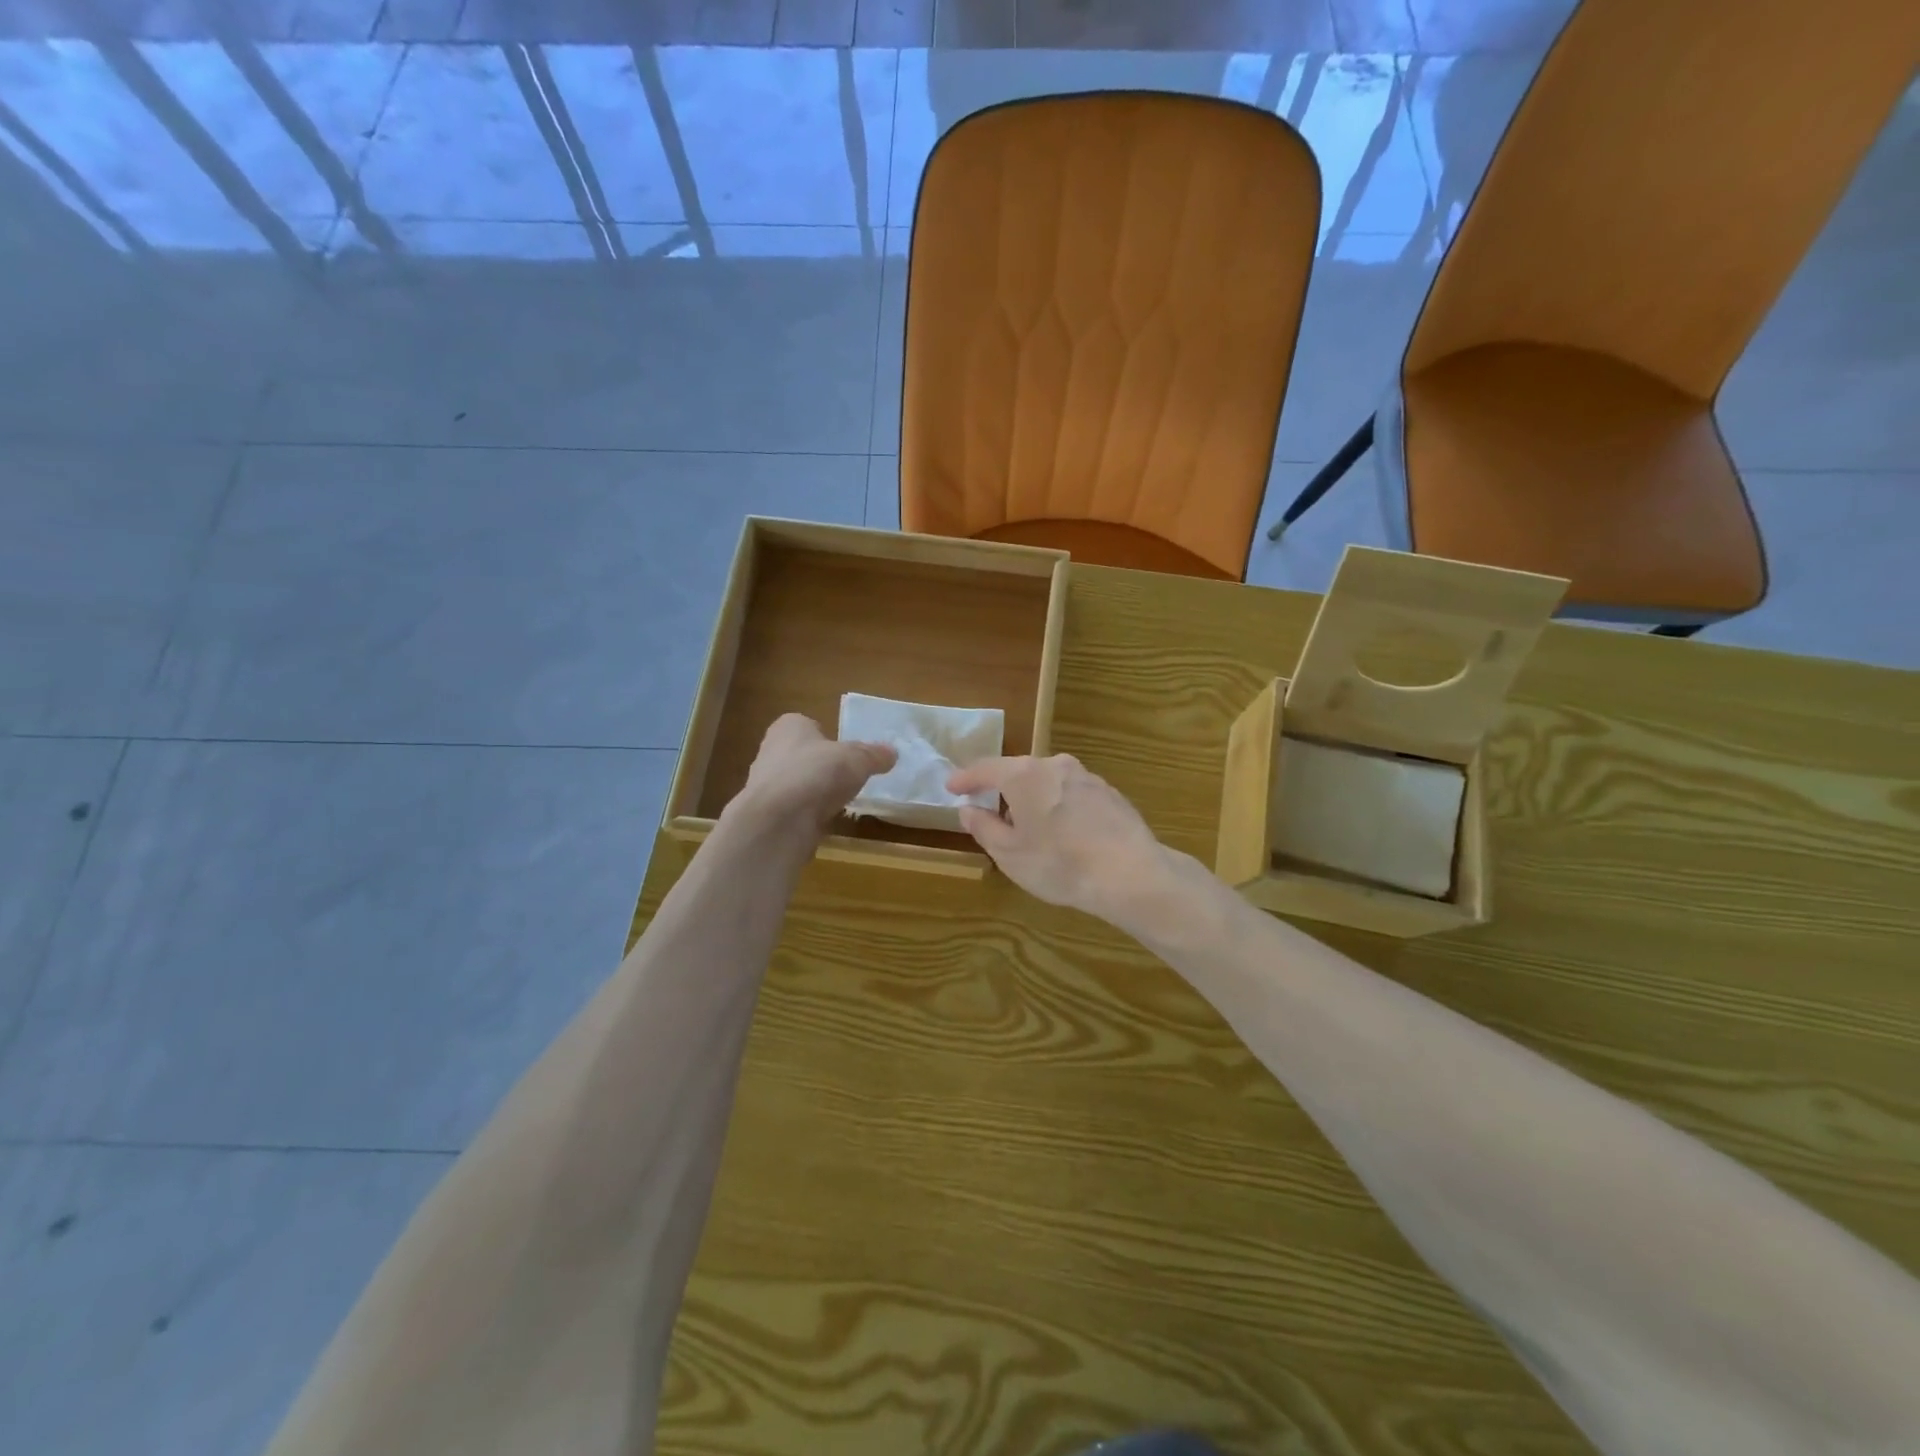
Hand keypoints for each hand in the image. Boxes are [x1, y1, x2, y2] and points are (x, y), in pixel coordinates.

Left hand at [730, 713, 894, 839]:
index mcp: (789, 727)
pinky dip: (808, 816)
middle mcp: (771, 750)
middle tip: (847, 778)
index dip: (827, 737)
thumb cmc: (817, 774)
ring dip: (815, 793)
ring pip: (797, 784)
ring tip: (839, 803)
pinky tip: (824, 823)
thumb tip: (892, 753)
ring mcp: (766, 785)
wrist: (779, 821)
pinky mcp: (768, 815)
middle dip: (821, 766)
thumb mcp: (857, 760)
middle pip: (802, 755)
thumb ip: (874, 755)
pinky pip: (794, 810)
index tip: (846, 753)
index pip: (808, 725)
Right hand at [946, 754, 1167, 921]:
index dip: (965, 778)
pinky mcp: (1110, 793)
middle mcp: (1055, 765)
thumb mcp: (1009, 853)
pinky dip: (1060, 806)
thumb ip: (984, 827)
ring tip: (1029, 826)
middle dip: (1002, 789)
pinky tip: (1064, 832)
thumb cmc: (1059, 863)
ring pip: (1048, 781)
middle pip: (1019, 771)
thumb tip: (968, 809)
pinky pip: (1072, 794)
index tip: (952, 787)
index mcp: (1024, 775)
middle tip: (989, 810)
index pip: (985, 769)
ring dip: (1033, 798)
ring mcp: (1086, 776)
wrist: (1130, 874)